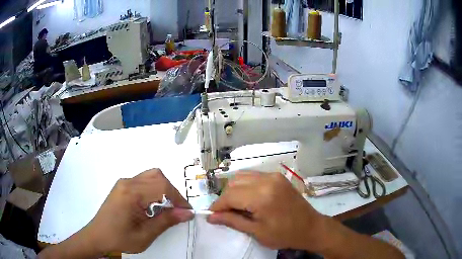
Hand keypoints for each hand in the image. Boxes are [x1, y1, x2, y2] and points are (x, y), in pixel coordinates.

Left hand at [86, 168, 193, 253]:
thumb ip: (166, 221)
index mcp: (131, 193)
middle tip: (177, 210)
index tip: (187, 212)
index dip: (178, 198)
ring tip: (166, 208)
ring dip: (163, 190)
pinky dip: (154, 190)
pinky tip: (153, 206)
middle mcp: (127, 182)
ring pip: (151, 176)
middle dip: (172, 192)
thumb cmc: (120, 238)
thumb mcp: (145, 234)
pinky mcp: (122, 187)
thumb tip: (187, 213)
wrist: (98, 236)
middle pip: (157, 176)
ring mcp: (123, 183)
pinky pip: (143, 181)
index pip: (162, 186)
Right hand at [207, 172, 325, 250]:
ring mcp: (273, 176)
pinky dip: (245, 185)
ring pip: (242, 177)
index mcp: (262, 196)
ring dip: (234, 190)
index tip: (211, 215)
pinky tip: (248, 198)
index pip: (229, 196)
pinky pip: (254, 176)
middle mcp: (267, 180)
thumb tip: (211, 217)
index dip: (217, 205)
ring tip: (237, 206)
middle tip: (226, 213)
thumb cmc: (285, 234)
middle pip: (234, 184)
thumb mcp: (257, 232)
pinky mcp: (278, 176)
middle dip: (226, 198)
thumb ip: (232, 221)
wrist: (311, 227)